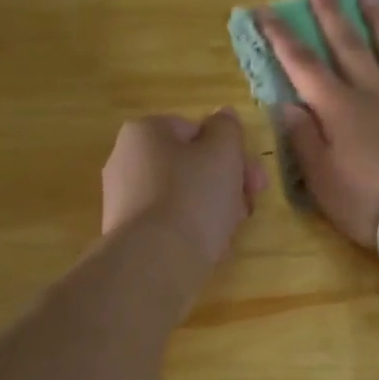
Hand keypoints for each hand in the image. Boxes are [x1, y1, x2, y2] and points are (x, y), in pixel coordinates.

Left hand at [100, 111, 266, 271]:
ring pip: (185, 196)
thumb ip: (228, 128)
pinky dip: (193, 230)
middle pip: (192, 165)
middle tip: (249, 204)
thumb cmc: (193, 196)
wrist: (155, 263)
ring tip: (230, 230)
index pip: (197, 131)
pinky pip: (171, 224)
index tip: (254, 179)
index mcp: (144, 132)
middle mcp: (126, 160)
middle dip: (227, 183)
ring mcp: (125, 200)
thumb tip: (223, 117)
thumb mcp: (223, 151)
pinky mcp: (129, 235)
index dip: (232, 152)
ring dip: (215, 208)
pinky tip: (210, 247)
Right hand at [259, 0, 378, 253]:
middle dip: (330, 14)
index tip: (265, 10)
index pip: (303, 67)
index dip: (282, 38)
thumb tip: (286, 103)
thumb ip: (304, 140)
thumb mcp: (324, 182)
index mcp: (339, 111)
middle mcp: (375, 93)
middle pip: (349, 47)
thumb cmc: (373, 202)